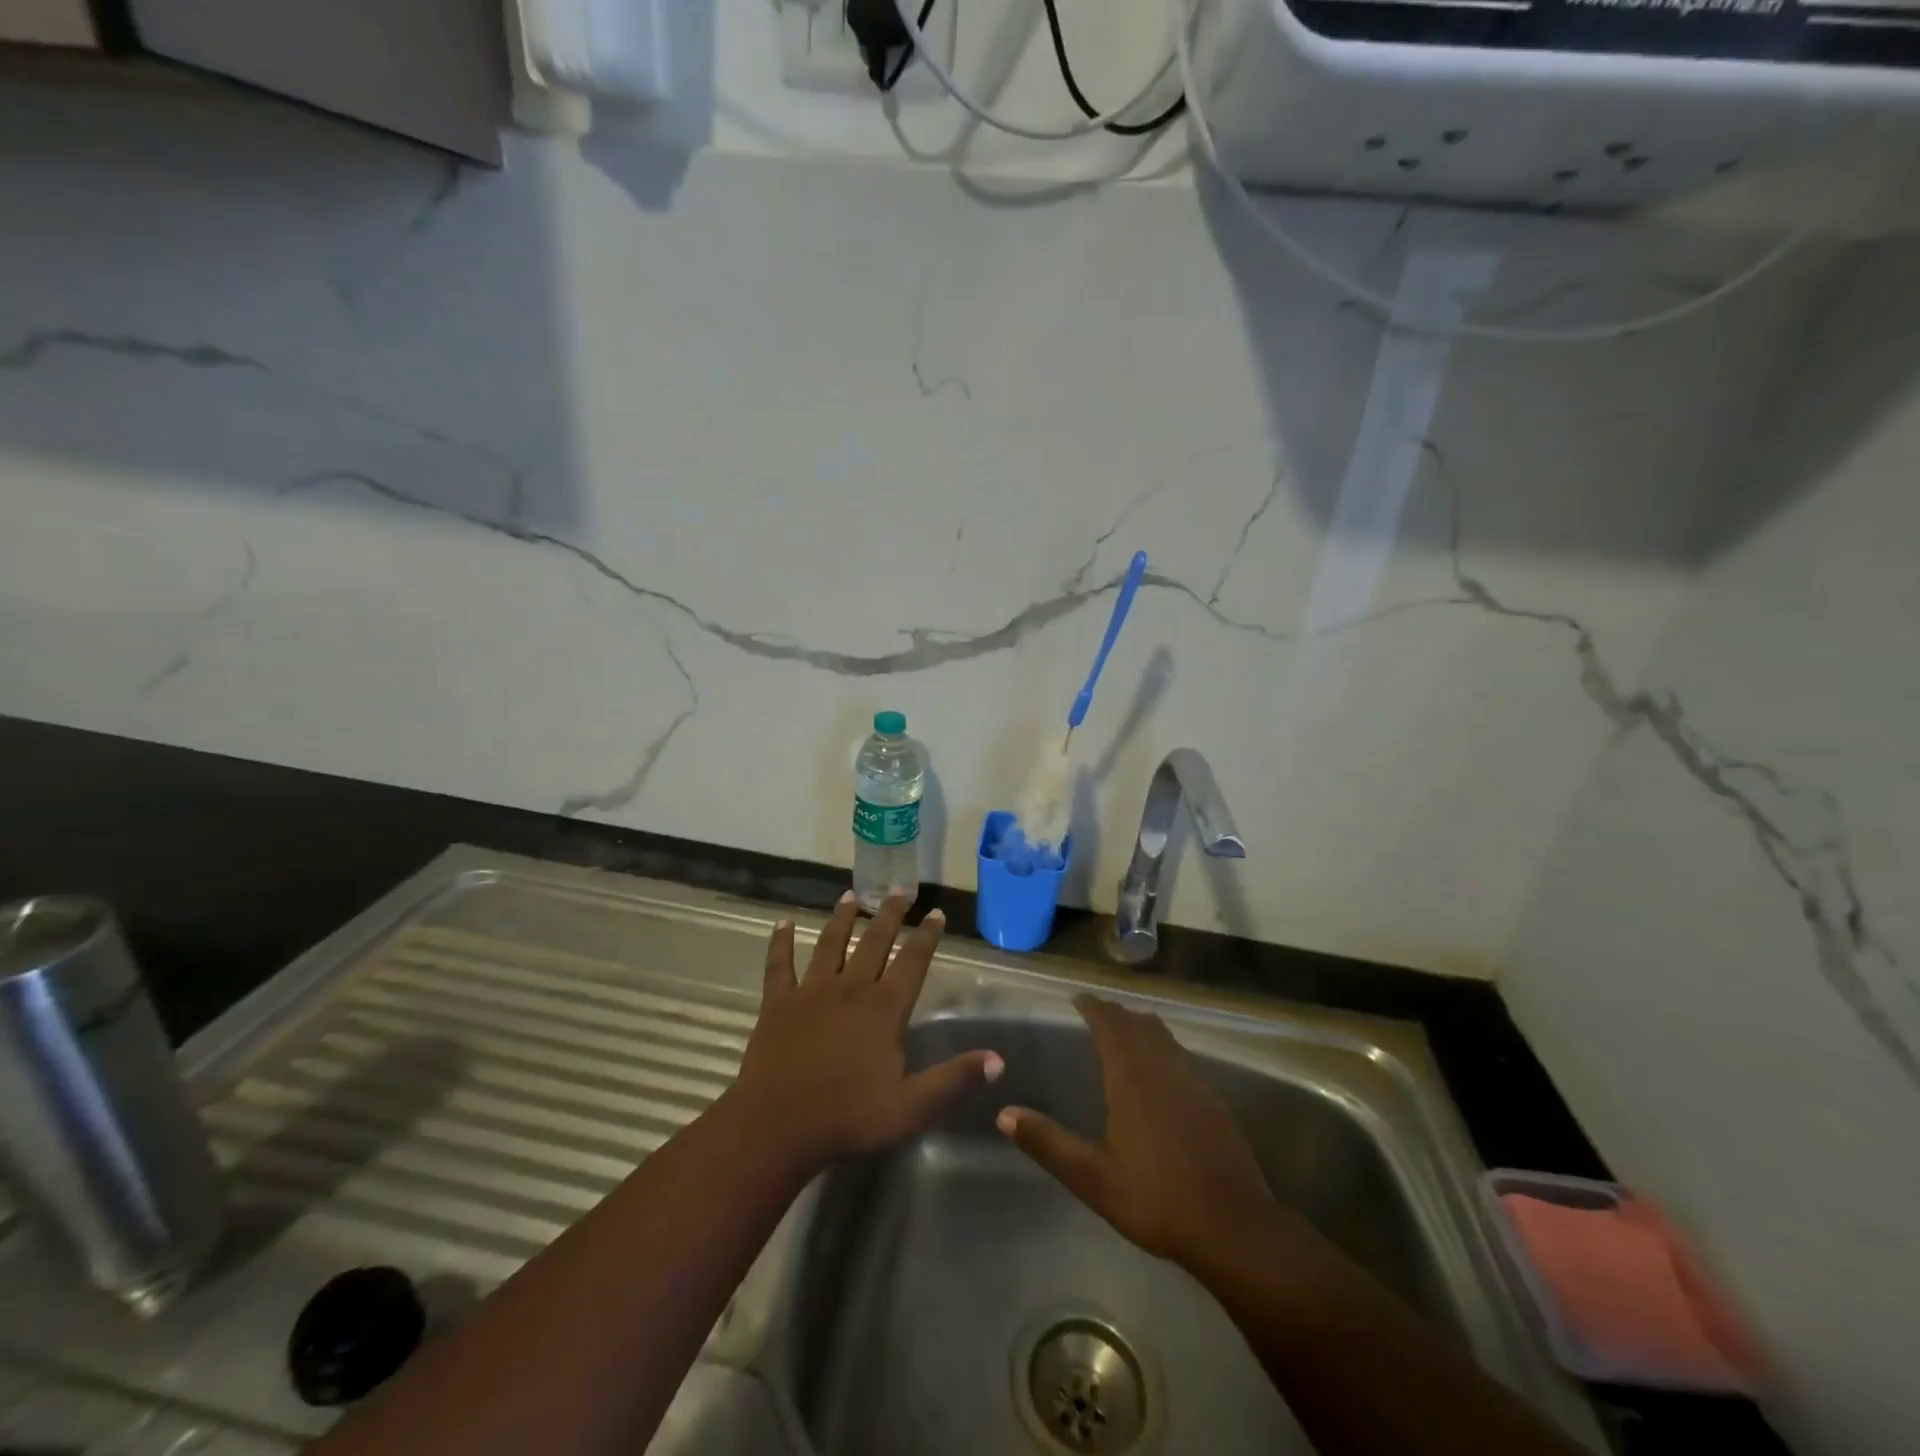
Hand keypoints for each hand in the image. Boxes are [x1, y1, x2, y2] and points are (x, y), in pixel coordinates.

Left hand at [731, 891, 1001, 1176]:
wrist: (777, 1126)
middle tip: (900, 890)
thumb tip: (998, 1060)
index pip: (913, 961)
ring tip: (851, 896)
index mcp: (884, 1008)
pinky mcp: (779, 1003)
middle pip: (874, 941)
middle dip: (890, 914)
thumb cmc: (848, 1117)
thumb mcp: (912, 1107)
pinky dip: (781, 942)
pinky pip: (780, 965)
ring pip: (830, 944)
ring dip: (842, 918)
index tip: (937, 913)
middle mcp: (851, 988)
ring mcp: (811, 991)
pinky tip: (783, 923)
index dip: (927, 936)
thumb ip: (955, 1080)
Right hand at [998, 994, 1282, 1271]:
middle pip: (1139, 1024)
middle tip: (1097, 1013)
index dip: (1093, 1007)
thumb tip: (1005, 1114)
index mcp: (1132, 1078)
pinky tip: (1161, 1074)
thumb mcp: (1093, 1178)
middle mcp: (1163, 1068)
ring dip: (1142, 1027)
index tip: (1078, 999)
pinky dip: (1164, 1049)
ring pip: (1165, 1037)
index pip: (1110, 1024)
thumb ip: (1048, 1143)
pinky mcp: (1214, 1101)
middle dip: (1116, 1013)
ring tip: (1126, 1032)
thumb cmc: (1156, 1198)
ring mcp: (1194, 1082)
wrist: (1233, 1226)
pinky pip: (1182, 1057)